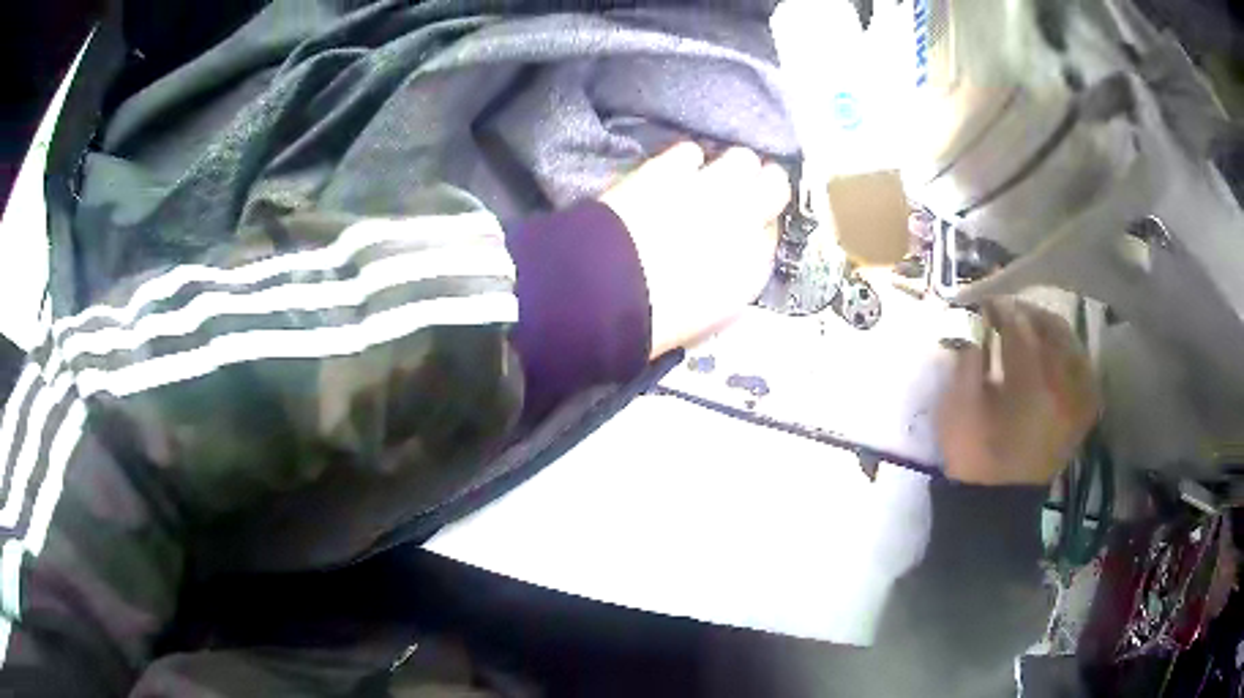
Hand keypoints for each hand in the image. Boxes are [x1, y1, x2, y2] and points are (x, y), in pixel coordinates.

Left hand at [600, 143, 789, 357]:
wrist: (606, 292)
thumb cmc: (656, 318)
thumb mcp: (709, 316)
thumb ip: (731, 280)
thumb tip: (734, 259)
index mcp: (753, 266)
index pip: (771, 232)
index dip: (757, 225)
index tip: (744, 227)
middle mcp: (745, 220)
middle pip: (774, 185)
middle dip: (759, 186)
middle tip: (736, 194)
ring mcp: (710, 188)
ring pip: (742, 158)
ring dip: (730, 167)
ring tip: (708, 177)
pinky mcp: (671, 169)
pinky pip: (691, 151)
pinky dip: (684, 161)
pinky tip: (672, 173)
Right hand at [937, 299, 1099, 485]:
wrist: (997, 504)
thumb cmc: (974, 456)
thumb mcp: (958, 406)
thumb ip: (968, 356)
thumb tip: (972, 319)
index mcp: (1032, 385)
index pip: (1019, 327)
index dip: (999, 310)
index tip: (981, 305)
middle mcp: (1064, 387)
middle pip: (1052, 328)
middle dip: (1027, 313)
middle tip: (1005, 311)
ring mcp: (1078, 401)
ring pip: (1071, 346)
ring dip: (1049, 330)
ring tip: (1029, 328)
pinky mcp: (1082, 414)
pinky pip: (1084, 371)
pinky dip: (1070, 355)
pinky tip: (1055, 353)